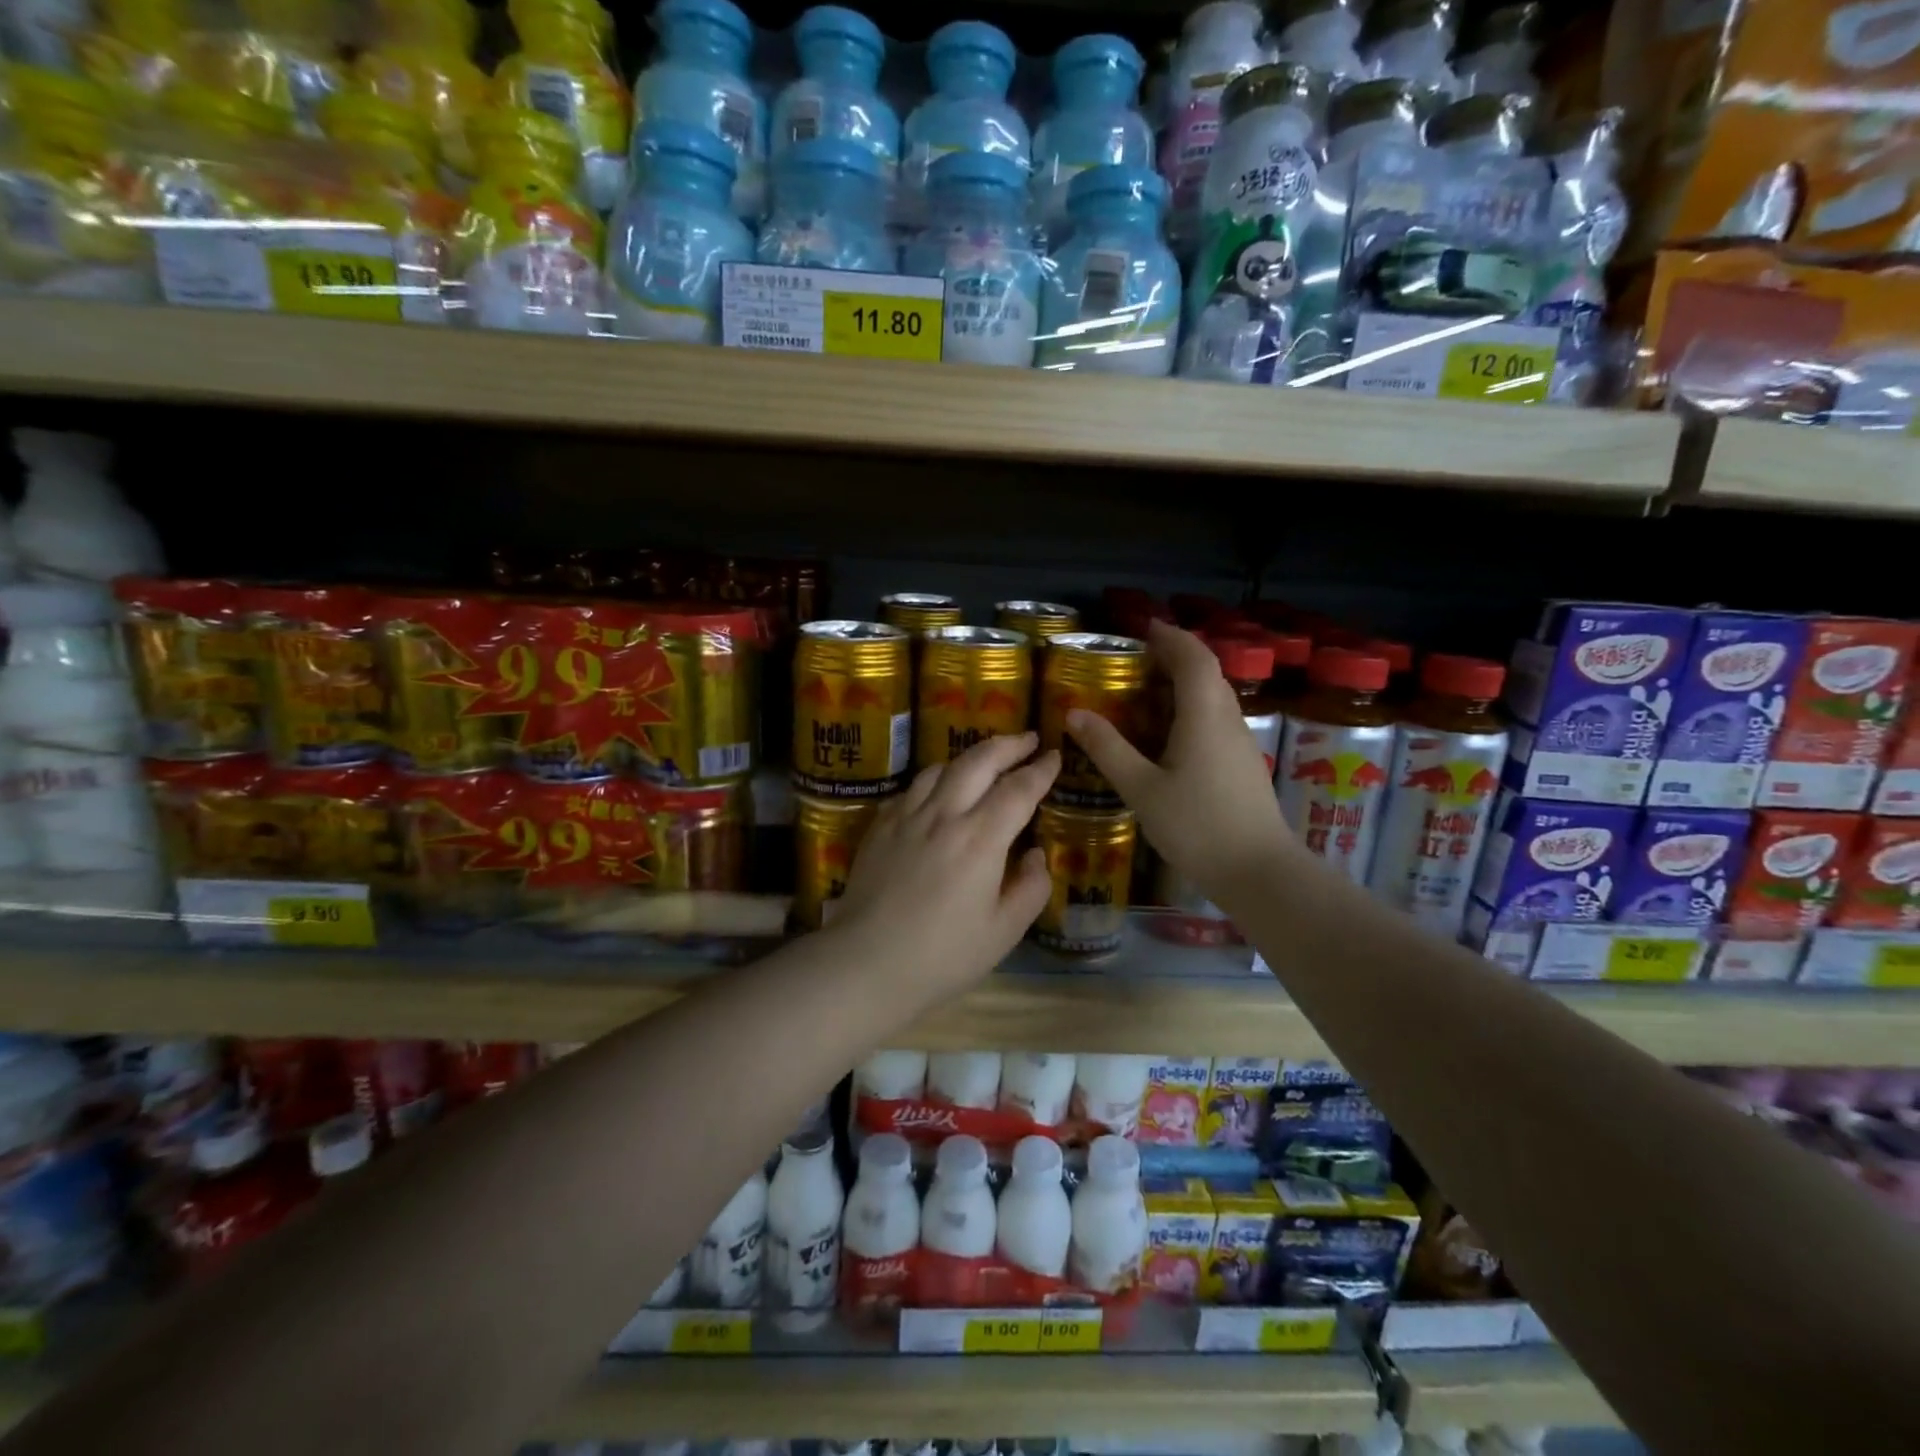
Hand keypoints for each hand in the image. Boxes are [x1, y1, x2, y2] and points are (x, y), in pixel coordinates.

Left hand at [827, 732, 1058, 997]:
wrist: (865, 963)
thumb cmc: (942, 955)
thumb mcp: (1003, 932)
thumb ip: (1030, 888)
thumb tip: (1034, 855)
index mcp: (980, 839)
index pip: (1018, 790)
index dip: (1040, 770)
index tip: (1054, 756)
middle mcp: (944, 815)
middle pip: (979, 761)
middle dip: (1008, 745)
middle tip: (1027, 740)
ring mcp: (907, 816)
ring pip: (942, 768)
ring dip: (970, 758)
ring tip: (986, 761)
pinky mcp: (880, 826)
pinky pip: (913, 788)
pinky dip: (935, 780)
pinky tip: (939, 792)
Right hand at [1066, 619, 1294, 905]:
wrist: (1259, 871)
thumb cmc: (1197, 826)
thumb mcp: (1142, 788)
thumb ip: (1108, 749)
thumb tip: (1074, 713)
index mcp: (1204, 715)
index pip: (1192, 657)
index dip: (1170, 636)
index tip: (1144, 626)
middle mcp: (1227, 719)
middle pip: (1207, 672)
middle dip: (1176, 655)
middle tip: (1137, 658)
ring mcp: (1240, 742)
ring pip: (1214, 696)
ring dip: (1185, 682)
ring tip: (1147, 690)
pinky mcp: (1242, 763)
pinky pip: (1216, 718)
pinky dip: (1192, 708)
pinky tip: (1169, 733)